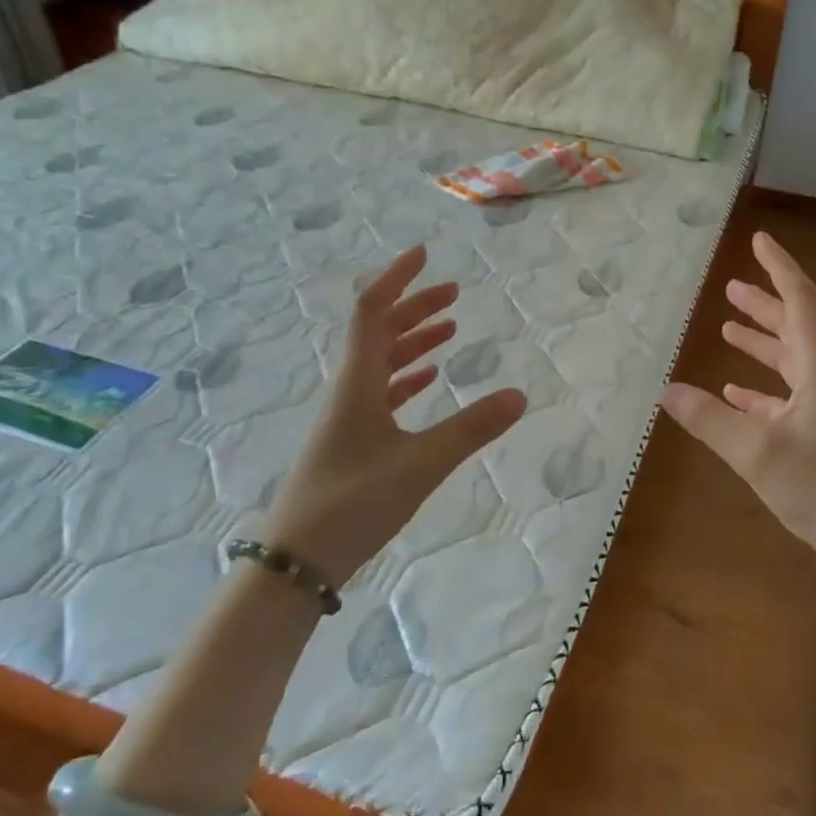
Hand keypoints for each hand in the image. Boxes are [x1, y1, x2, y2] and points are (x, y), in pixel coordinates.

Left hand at [265, 245, 525, 584]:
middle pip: (379, 332)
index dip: (397, 278)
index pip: (372, 311)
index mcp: (357, 382)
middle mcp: (349, 389)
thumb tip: (520, 396)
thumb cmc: (353, 503)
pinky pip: (381, 391)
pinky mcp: (351, 441)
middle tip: (453, 291)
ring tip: (449, 326)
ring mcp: (348, 416)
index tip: (423, 254)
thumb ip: (471, 429)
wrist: (296, 561)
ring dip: (413, 339)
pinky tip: (426, 377)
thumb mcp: (420, 464)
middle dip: (414, 306)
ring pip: (381, 361)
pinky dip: (406, 376)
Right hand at [660, 231, 815, 563]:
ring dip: (762, 342)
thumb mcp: (756, 452)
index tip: (760, 241)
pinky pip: (786, 398)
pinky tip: (734, 393)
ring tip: (729, 328)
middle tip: (733, 285)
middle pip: (796, 327)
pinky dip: (760, 388)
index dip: (780, 268)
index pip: (801, 302)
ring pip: (791, 362)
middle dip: (765, 303)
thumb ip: (709, 420)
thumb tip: (664, 390)